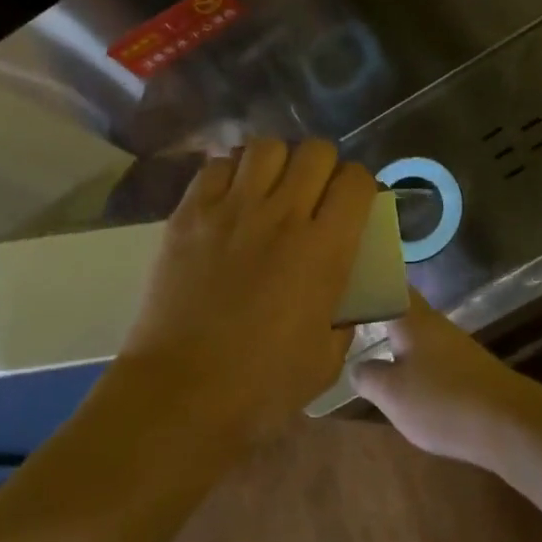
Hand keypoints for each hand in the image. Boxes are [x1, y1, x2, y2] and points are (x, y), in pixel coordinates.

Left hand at [111, 138, 376, 449]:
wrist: (181, 394)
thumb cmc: (261, 387)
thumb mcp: (327, 359)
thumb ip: (344, 315)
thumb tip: (343, 293)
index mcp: (324, 248)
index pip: (356, 181)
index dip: (361, 186)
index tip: (353, 204)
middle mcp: (282, 214)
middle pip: (315, 152)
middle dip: (324, 166)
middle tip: (313, 194)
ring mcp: (231, 209)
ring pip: (266, 147)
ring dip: (277, 162)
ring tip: (270, 188)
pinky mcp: (190, 213)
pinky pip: (217, 165)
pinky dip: (231, 171)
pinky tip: (230, 197)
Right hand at [351, 292, 541, 466]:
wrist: (509, 424)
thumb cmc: (442, 401)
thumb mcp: (392, 394)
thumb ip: (367, 377)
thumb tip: (355, 366)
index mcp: (413, 318)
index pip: (388, 284)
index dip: (368, 282)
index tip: (343, 287)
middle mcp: (434, 324)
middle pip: (402, 308)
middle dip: (378, 312)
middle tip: (347, 320)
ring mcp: (454, 346)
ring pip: (416, 333)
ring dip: (395, 338)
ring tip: (367, 349)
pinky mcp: (468, 369)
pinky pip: (431, 355)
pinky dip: (413, 361)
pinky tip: (403, 379)